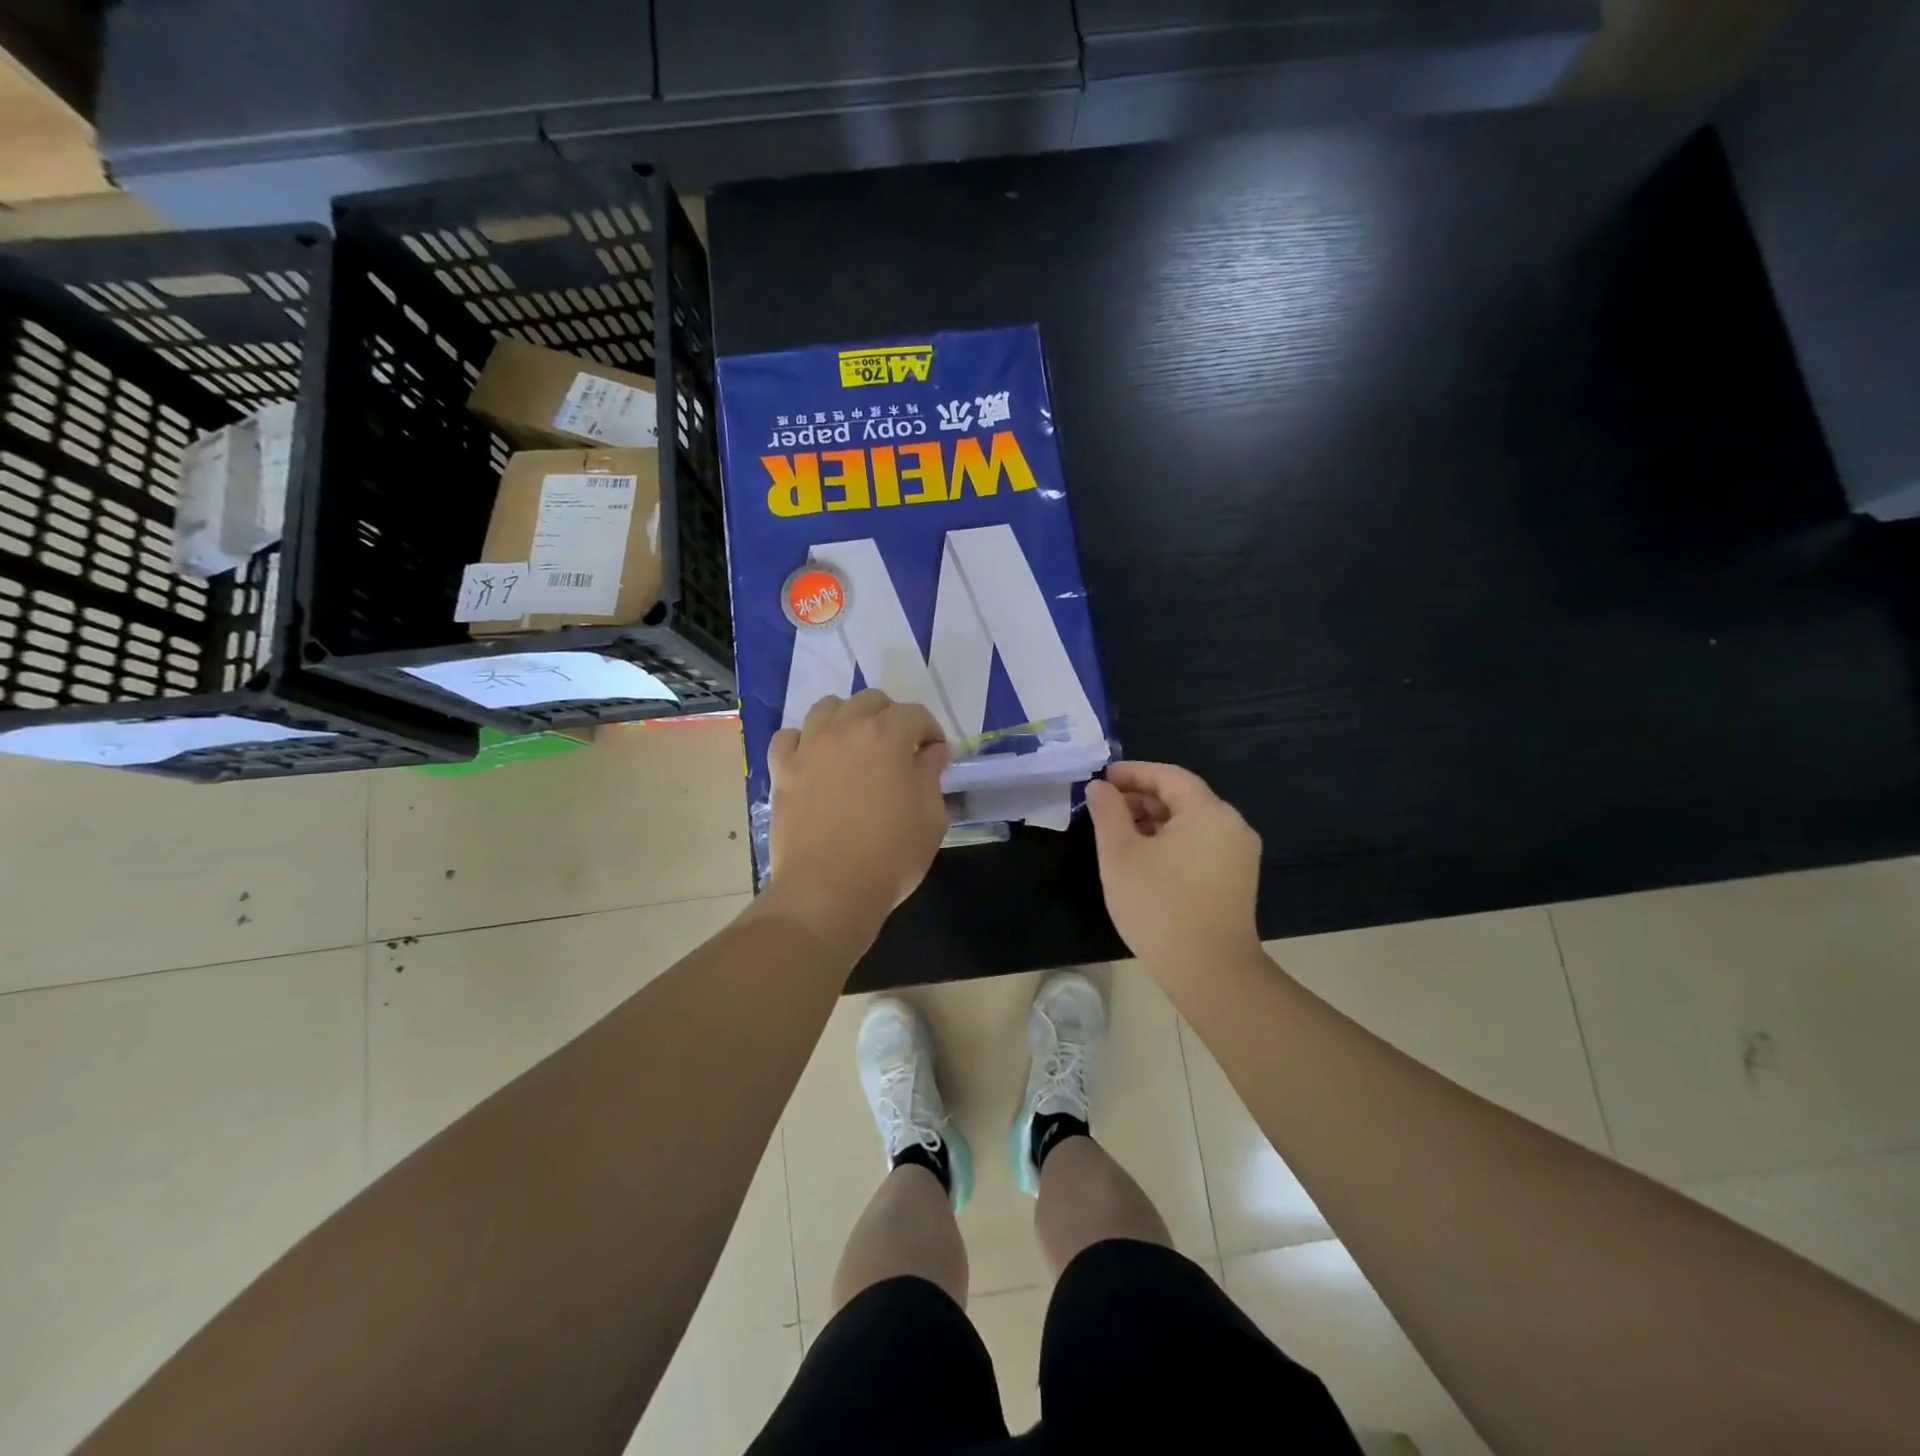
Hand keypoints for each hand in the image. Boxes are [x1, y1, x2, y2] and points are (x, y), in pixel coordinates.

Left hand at [764, 690, 951, 947]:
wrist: (827, 891)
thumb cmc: (890, 856)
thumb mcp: (931, 818)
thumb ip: (931, 775)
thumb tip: (932, 751)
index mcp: (887, 736)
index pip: (915, 714)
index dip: (931, 731)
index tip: (935, 756)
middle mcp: (845, 729)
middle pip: (870, 701)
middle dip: (891, 717)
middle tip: (900, 749)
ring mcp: (808, 747)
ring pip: (827, 708)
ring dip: (847, 718)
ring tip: (856, 746)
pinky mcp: (782, 770)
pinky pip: (789, 738)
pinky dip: (804, 741)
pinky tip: (814, 759)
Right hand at [1084, 761, 1262, 970]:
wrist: (1210, 971)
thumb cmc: (1158, 905)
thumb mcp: (1119, 854)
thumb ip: (1107, 812)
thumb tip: (1100, 787)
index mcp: (1208, 811)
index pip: (1168, 776)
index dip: (1133, 773)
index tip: (1102, 780)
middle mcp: (1232, 824)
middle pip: (1182, 796)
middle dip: (1141, 797)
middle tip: (1105, 808)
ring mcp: (1240, 853)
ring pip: (1191, 822)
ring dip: (1155, 820)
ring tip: (1120, 834)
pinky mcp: (1238, 878)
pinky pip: (1201, 843)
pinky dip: (1172, 840)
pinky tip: (1146, 858)